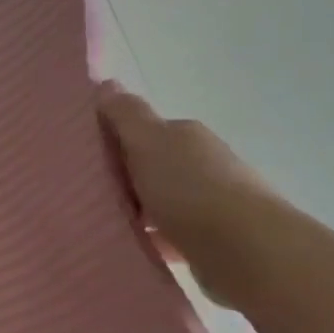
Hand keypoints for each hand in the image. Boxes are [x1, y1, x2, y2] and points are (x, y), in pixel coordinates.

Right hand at [93, 82, 288, 307]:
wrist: (244, 249)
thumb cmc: (189, 189)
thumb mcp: (148, 142)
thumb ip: (126, 115)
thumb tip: (106, 83)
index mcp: (186, 135)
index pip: (145, 132)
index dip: (116, 144)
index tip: (89, 164)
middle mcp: (204, 163)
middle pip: (153, 167)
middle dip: (126, 180)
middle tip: (92, 197)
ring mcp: (212, 202)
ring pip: (162, 201)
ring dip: (140, 212)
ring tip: (107, 225)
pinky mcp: (213, 238)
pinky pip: (172, 234)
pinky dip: (154, 239)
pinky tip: (135, 248)